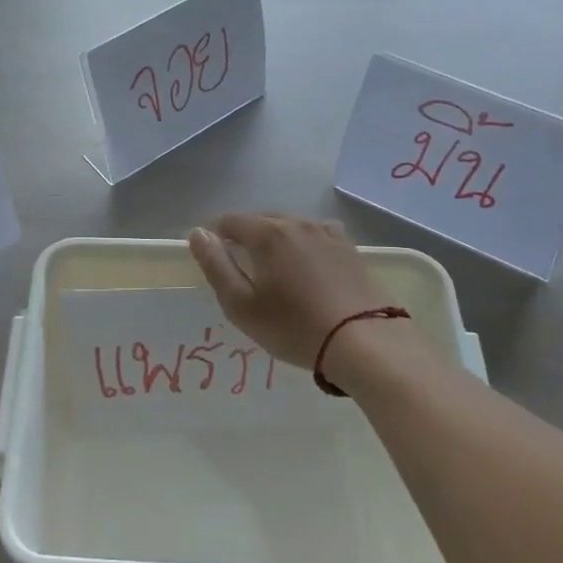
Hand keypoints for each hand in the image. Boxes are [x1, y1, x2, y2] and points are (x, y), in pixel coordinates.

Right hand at [187, 213, 389, 369]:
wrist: (364, 342)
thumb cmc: (294, 327)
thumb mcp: (241, 304)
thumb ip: (215, 265)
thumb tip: (198, 233)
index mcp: (267, 234)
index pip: (229, 220)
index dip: (215, 237)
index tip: (215, 262)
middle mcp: (297, 223)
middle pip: (261, 220)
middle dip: (245, 238)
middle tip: (243, 272)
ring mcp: (327, 233)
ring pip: (290, 227)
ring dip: (276, 241)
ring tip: (275, 272)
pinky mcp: (350, 248)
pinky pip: (317, 236)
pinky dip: (304, 246)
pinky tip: (308, 267)